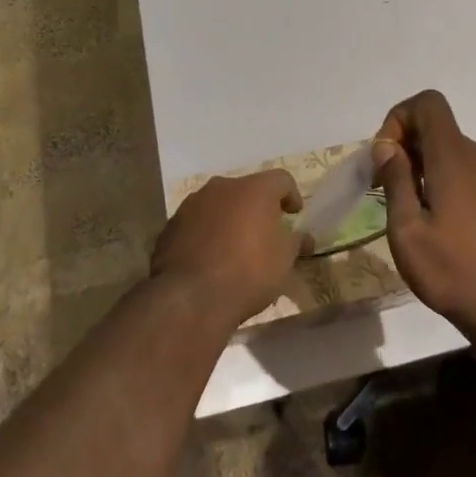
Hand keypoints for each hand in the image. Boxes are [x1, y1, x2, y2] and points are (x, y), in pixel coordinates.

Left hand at [150, 170, 306, 328]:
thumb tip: (304, 239)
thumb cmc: (248, 272)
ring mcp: (192, 203)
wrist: (190, 297)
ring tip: (235, 246)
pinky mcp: (171, 225)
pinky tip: (210, 258)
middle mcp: (222, 186)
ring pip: (219, 204)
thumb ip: (296, 242)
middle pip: (247, 189)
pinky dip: (206, 232)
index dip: (291, 195)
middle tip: (265, 231)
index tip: (294, 215)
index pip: (281, 179)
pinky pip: (197, 222)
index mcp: (254, 189)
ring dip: (229, 218)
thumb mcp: (284, 260)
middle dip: (257, 207)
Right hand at [373, 90, 475, 334]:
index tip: (385, 159)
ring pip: (448, 150)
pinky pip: (464, 171)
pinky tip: (434, 223)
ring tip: (408, 212)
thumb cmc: (452, 270)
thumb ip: (396, 179)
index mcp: (453, 155)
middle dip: (404, 146)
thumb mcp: (407, 229)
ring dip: (421, 166)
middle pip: (436, 126)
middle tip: (385, 189)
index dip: (399, 119)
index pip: (427, 103)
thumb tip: (387, 145)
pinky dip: (441, 180)